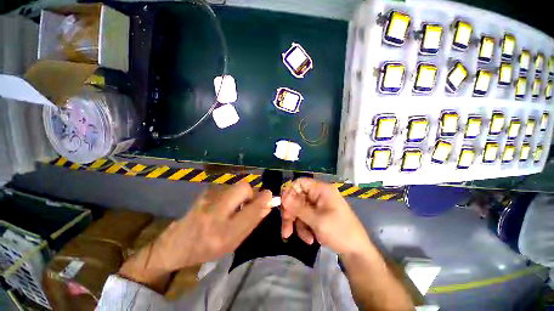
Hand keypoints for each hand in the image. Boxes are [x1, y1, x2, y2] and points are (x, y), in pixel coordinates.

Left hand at [119, 183, 271, 289]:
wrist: (176, 244)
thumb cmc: (206, 249)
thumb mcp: (232, 244)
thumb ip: (251, 224)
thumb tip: (267, 206)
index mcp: (224, 232)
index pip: (251, 209)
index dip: (263, 199)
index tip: (270, 196)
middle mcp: (215, 212)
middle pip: (243, 187)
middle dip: (251, 192)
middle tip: (248, 203)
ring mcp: (207, 199)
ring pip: (235, 186)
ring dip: (240, 194)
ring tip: (233, 207)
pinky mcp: (204, 192)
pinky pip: (227, 188)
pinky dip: (231, 195)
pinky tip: (223, 205)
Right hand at [281, 178, 371, 256]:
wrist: (356, 252)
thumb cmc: (340, 232)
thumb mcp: (317, 220)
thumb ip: (298, 208)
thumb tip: (283, 197)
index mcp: (322, 190)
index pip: (300, 183)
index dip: (290, 192)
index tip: (283, 205)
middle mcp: (319, 194)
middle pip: (297, 198)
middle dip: (291, 215)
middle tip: (286, 230)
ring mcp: (318, 205)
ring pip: (299, 210)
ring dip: (299, 225)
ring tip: (306, 239)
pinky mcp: (318, 214)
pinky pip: (305, 217)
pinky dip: (305, 228)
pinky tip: (310, 239)